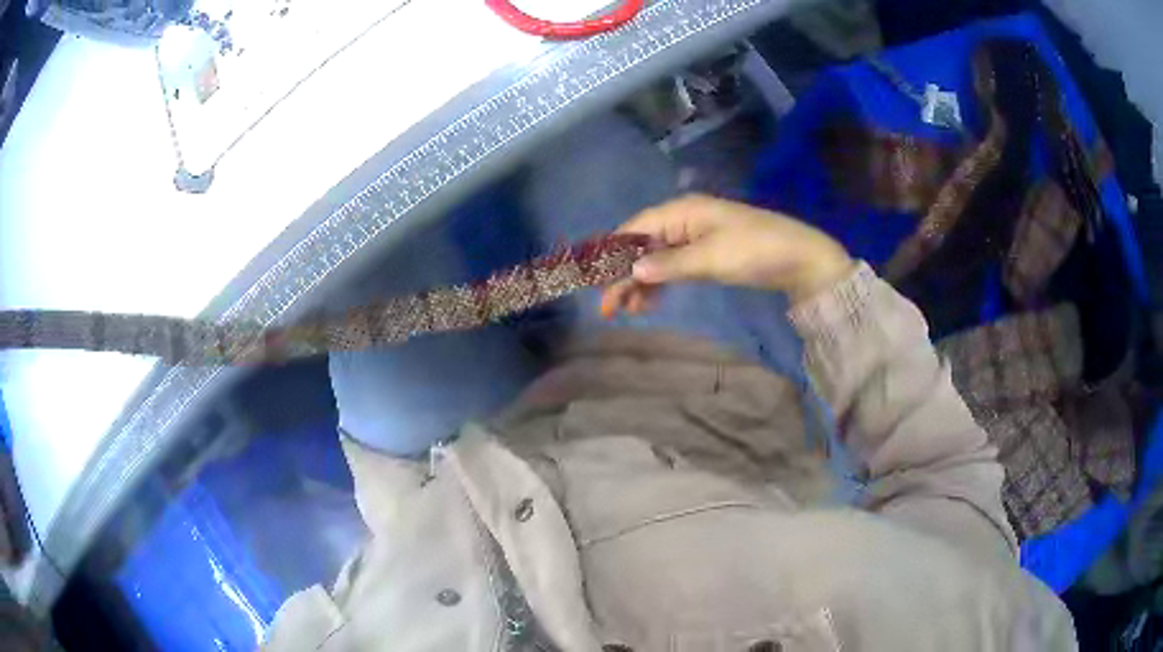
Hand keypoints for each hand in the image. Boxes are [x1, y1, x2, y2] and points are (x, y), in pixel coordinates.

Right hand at [600, 195, 853, 316]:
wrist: (801, 259)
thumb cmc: (755, 251)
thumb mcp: (711, 258)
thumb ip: (669, 265)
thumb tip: (631, 271)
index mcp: (682, 211)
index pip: (635, 230)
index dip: (612, 255)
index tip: (594, 282)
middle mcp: (684, 219)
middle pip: (643, 246)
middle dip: (624, 275)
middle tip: (609, 309)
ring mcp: (697, 236)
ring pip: (657, 258)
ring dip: (641, 282)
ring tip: (629, 311)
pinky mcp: (708, 253)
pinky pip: (675, 265)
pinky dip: (662, 282)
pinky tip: (651, 301)